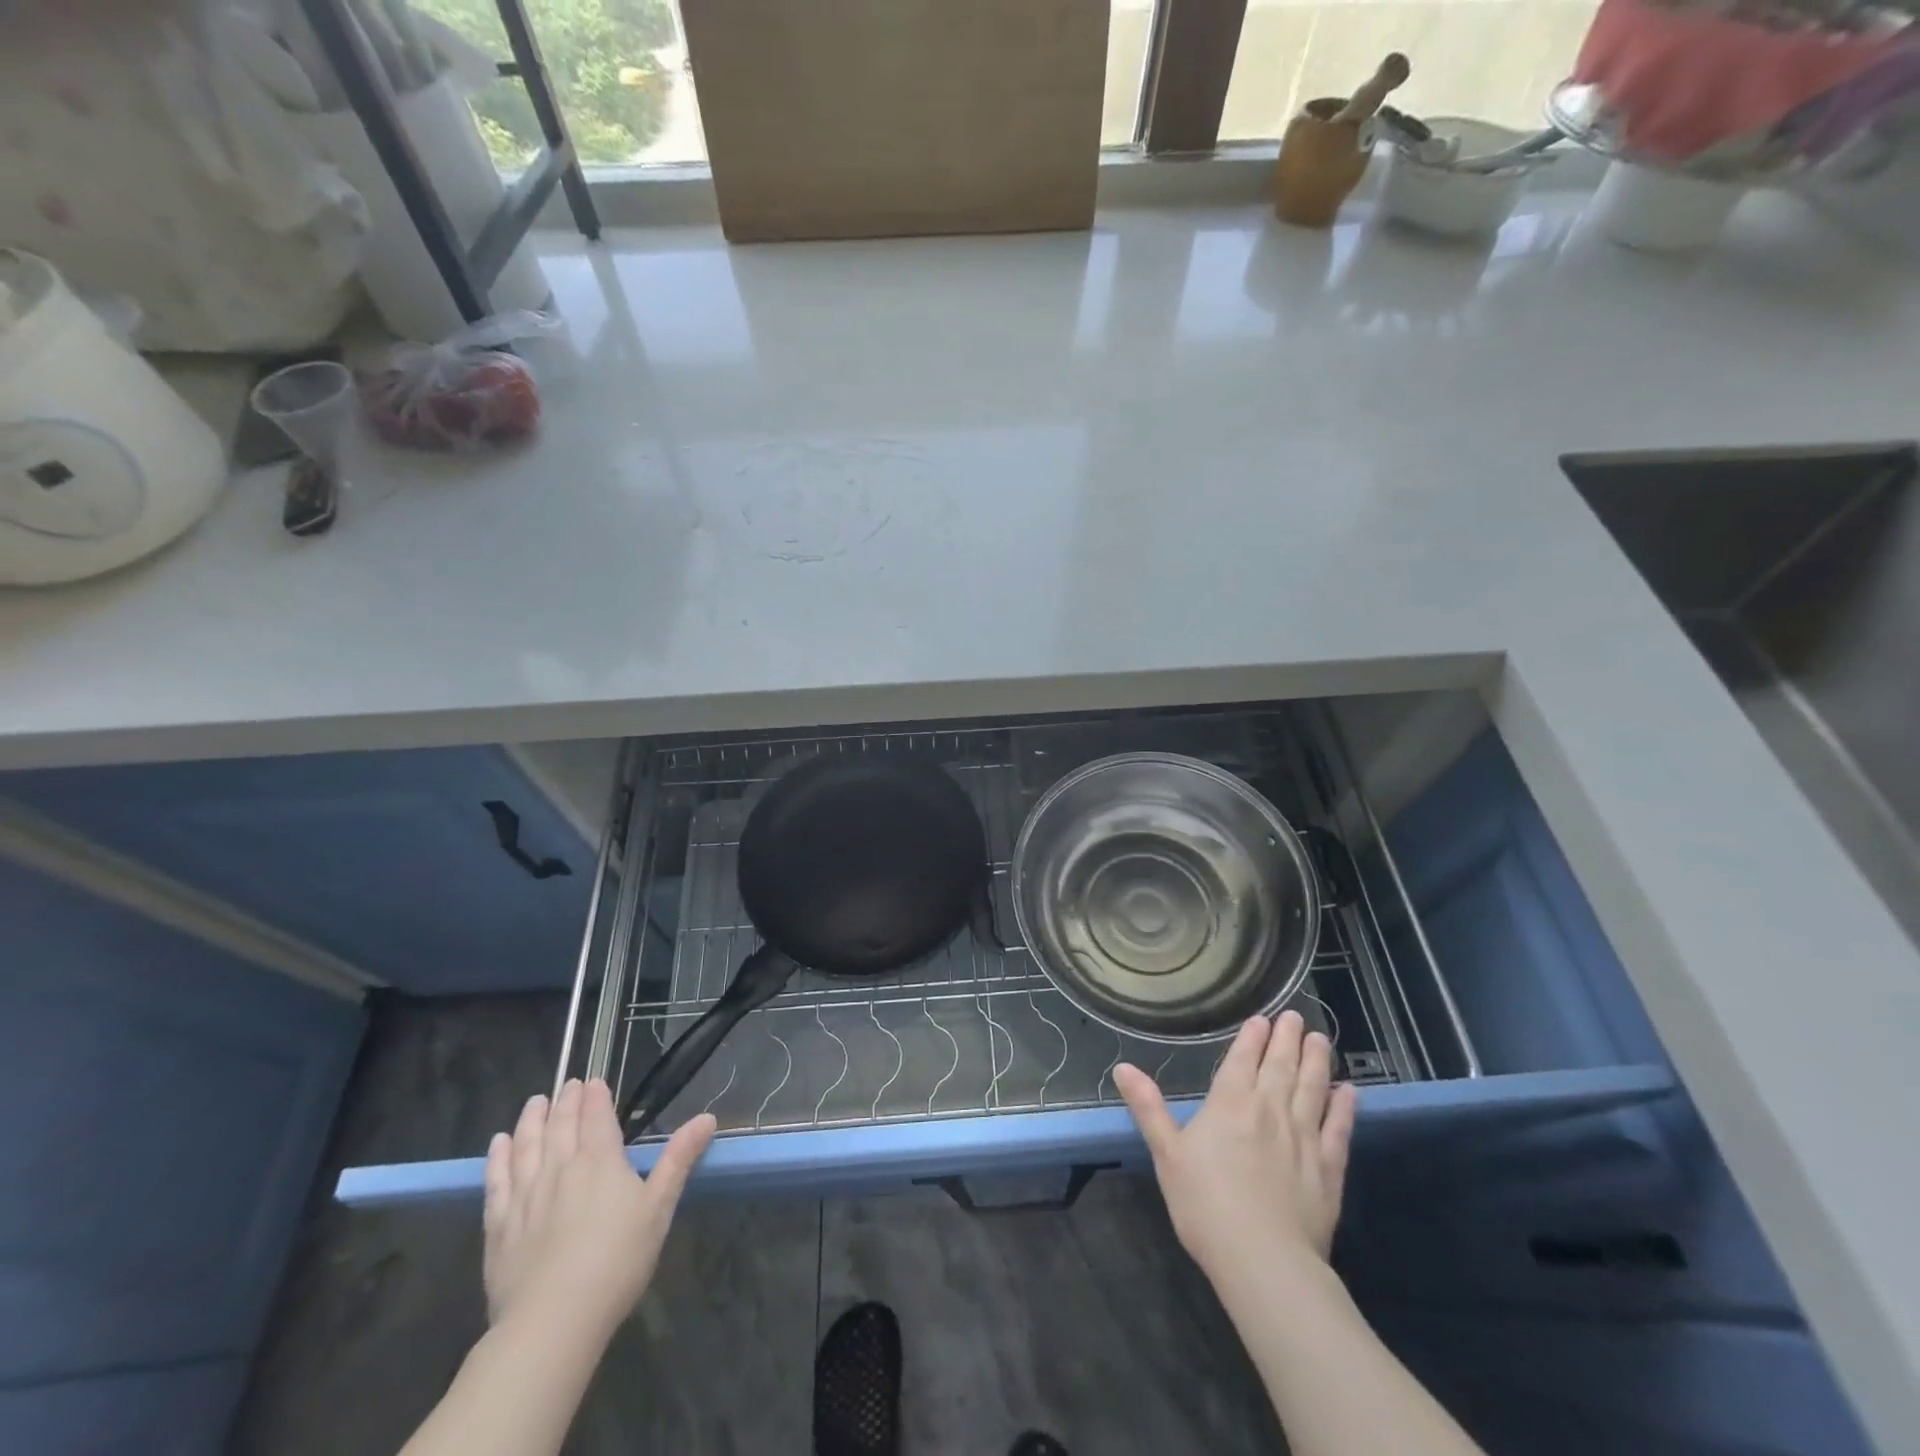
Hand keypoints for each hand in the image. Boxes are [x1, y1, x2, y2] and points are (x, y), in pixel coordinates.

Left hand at [483, 1079, 715, 1340]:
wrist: (553, 1322)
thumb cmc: (617, 1262)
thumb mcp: (659, 1208)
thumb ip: (679, 1159)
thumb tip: (707, 1117)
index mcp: (600, 1161)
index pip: (596, 1116)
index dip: (596, 1096)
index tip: (595, 1081)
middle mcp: (560, 1168)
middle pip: (561, 1125)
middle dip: (566, 1101)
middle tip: (568, 1084)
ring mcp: (525, 1196)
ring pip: (527, 1145)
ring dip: (531, 1120)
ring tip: (535, 1102)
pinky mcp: (499, 1226)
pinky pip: (496, 1181)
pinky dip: (497, 1158)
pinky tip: (499, 1144)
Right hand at [1115, 1011, 1356, 1280]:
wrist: (1264, 1261)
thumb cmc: (1206, 1205)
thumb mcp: (1166, 1154)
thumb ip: (1148, 1107)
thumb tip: (1122, 1067)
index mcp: (1230, 1103)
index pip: (1243, 1059)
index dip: (1252, 1037)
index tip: (1263, 1018)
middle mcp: (1270, 1110)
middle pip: (1280, 1066)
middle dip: (1286, 1038)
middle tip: (1294, 1016)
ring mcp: (1304, 1137)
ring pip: (1312, 1088)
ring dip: (1316, 1060)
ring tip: (1319, 1038)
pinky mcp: (1329, 1168)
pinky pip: (1339, 1128)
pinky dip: (1344, 1106)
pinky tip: (1348, 1091)